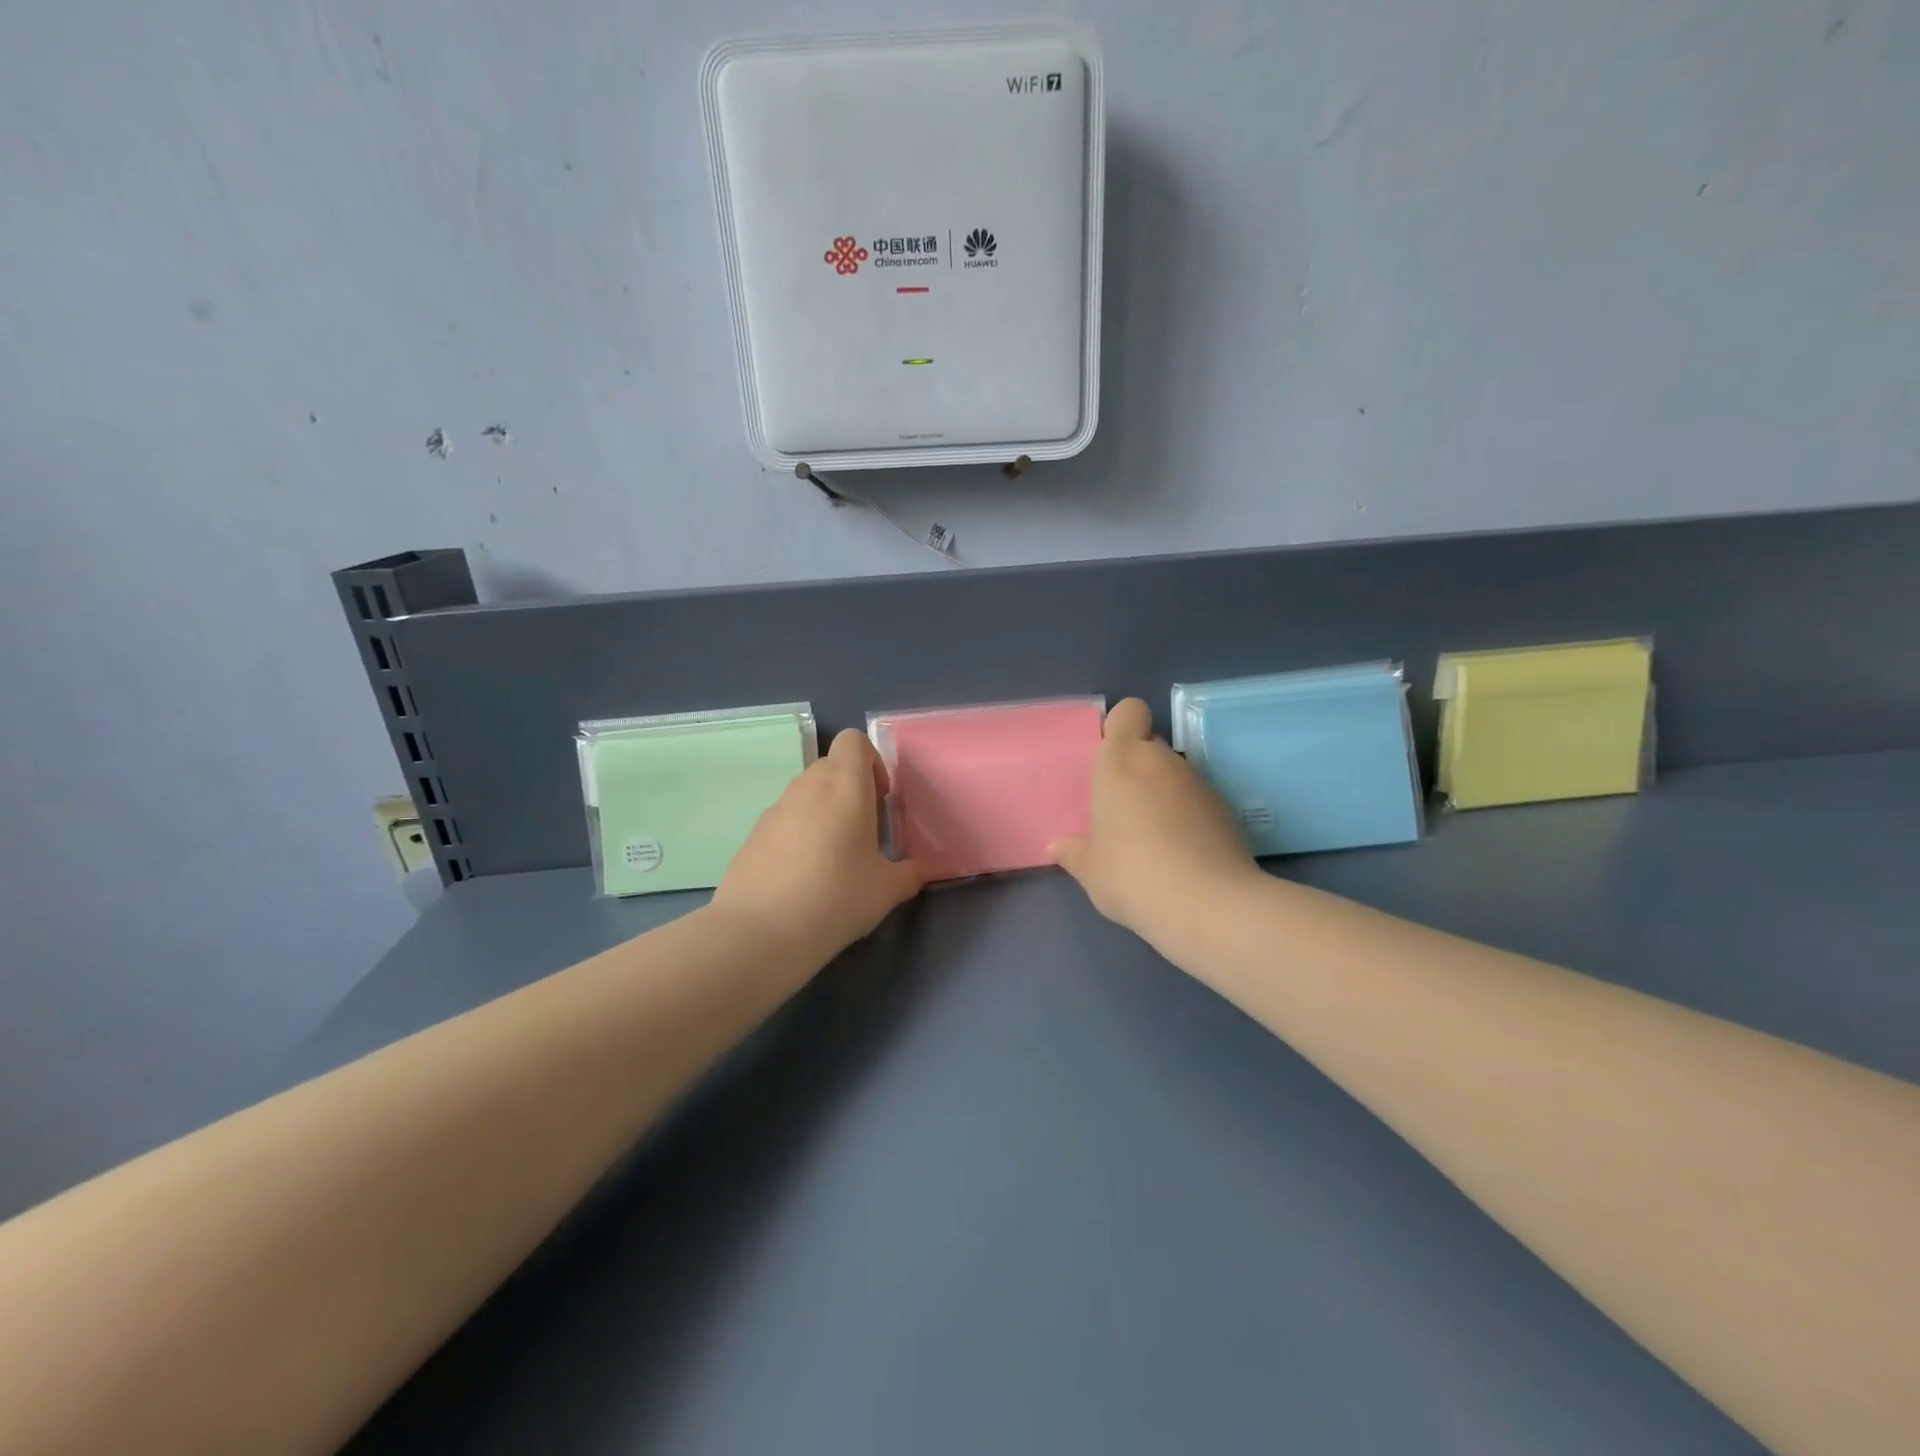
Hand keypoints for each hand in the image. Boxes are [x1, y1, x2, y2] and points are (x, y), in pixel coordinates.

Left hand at [712, 729, 926, 964]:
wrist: (758, 932)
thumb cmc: (835, 898)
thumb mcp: (886, 890)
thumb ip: (910, 874)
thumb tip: (922, 870)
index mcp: (844, 786)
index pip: (853, 741)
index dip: (871, 762)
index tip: (881, 800)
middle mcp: (807, 787)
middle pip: (831, 766)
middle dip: (851, 790)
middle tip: (865, 832)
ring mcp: (775, 809)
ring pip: (806, 794)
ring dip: (825, 812)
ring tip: (835, 859)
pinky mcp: (753, 835)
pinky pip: (785, 820)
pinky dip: (799, 834)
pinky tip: (804, 877)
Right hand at [1051, 698, 1259, 953]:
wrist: (1208, 905)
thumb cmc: (1132, 875)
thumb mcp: (1090, 870)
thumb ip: (1074, 852)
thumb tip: (1059, 847)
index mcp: (1121, 761)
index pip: (1129, 712)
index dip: (1121, 729)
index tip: (1109, 762)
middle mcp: (1162, 761)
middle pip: (1150, 746)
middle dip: (1138, 769)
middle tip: (1123, 811)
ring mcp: (1200, 783)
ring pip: (1175, 775)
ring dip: (1164, 795)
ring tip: (1154, 840)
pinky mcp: (1227, 810)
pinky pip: (1198, 801)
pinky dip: (1189, 817)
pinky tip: (1183, 855)